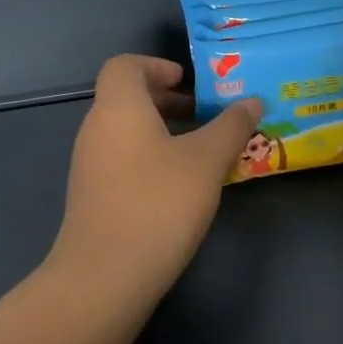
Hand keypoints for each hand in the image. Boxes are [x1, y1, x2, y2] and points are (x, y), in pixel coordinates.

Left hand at [53, 54, 261, 296]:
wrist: (104, 278)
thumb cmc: (158, 203)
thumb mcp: (207, 160)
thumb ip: (231, 126)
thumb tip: (252, 101)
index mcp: (119, 108)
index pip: (124, 65)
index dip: (156, 65)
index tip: (188, 82)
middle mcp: (96, 129)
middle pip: (126, 98)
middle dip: (168, 100)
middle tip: (206, 114)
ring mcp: (90, 166)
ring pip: (126, 132)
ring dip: (162, 131)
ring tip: (202, 151)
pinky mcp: (92, 197)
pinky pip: (123, 160)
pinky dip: (151, 158)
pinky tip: (181, 186)